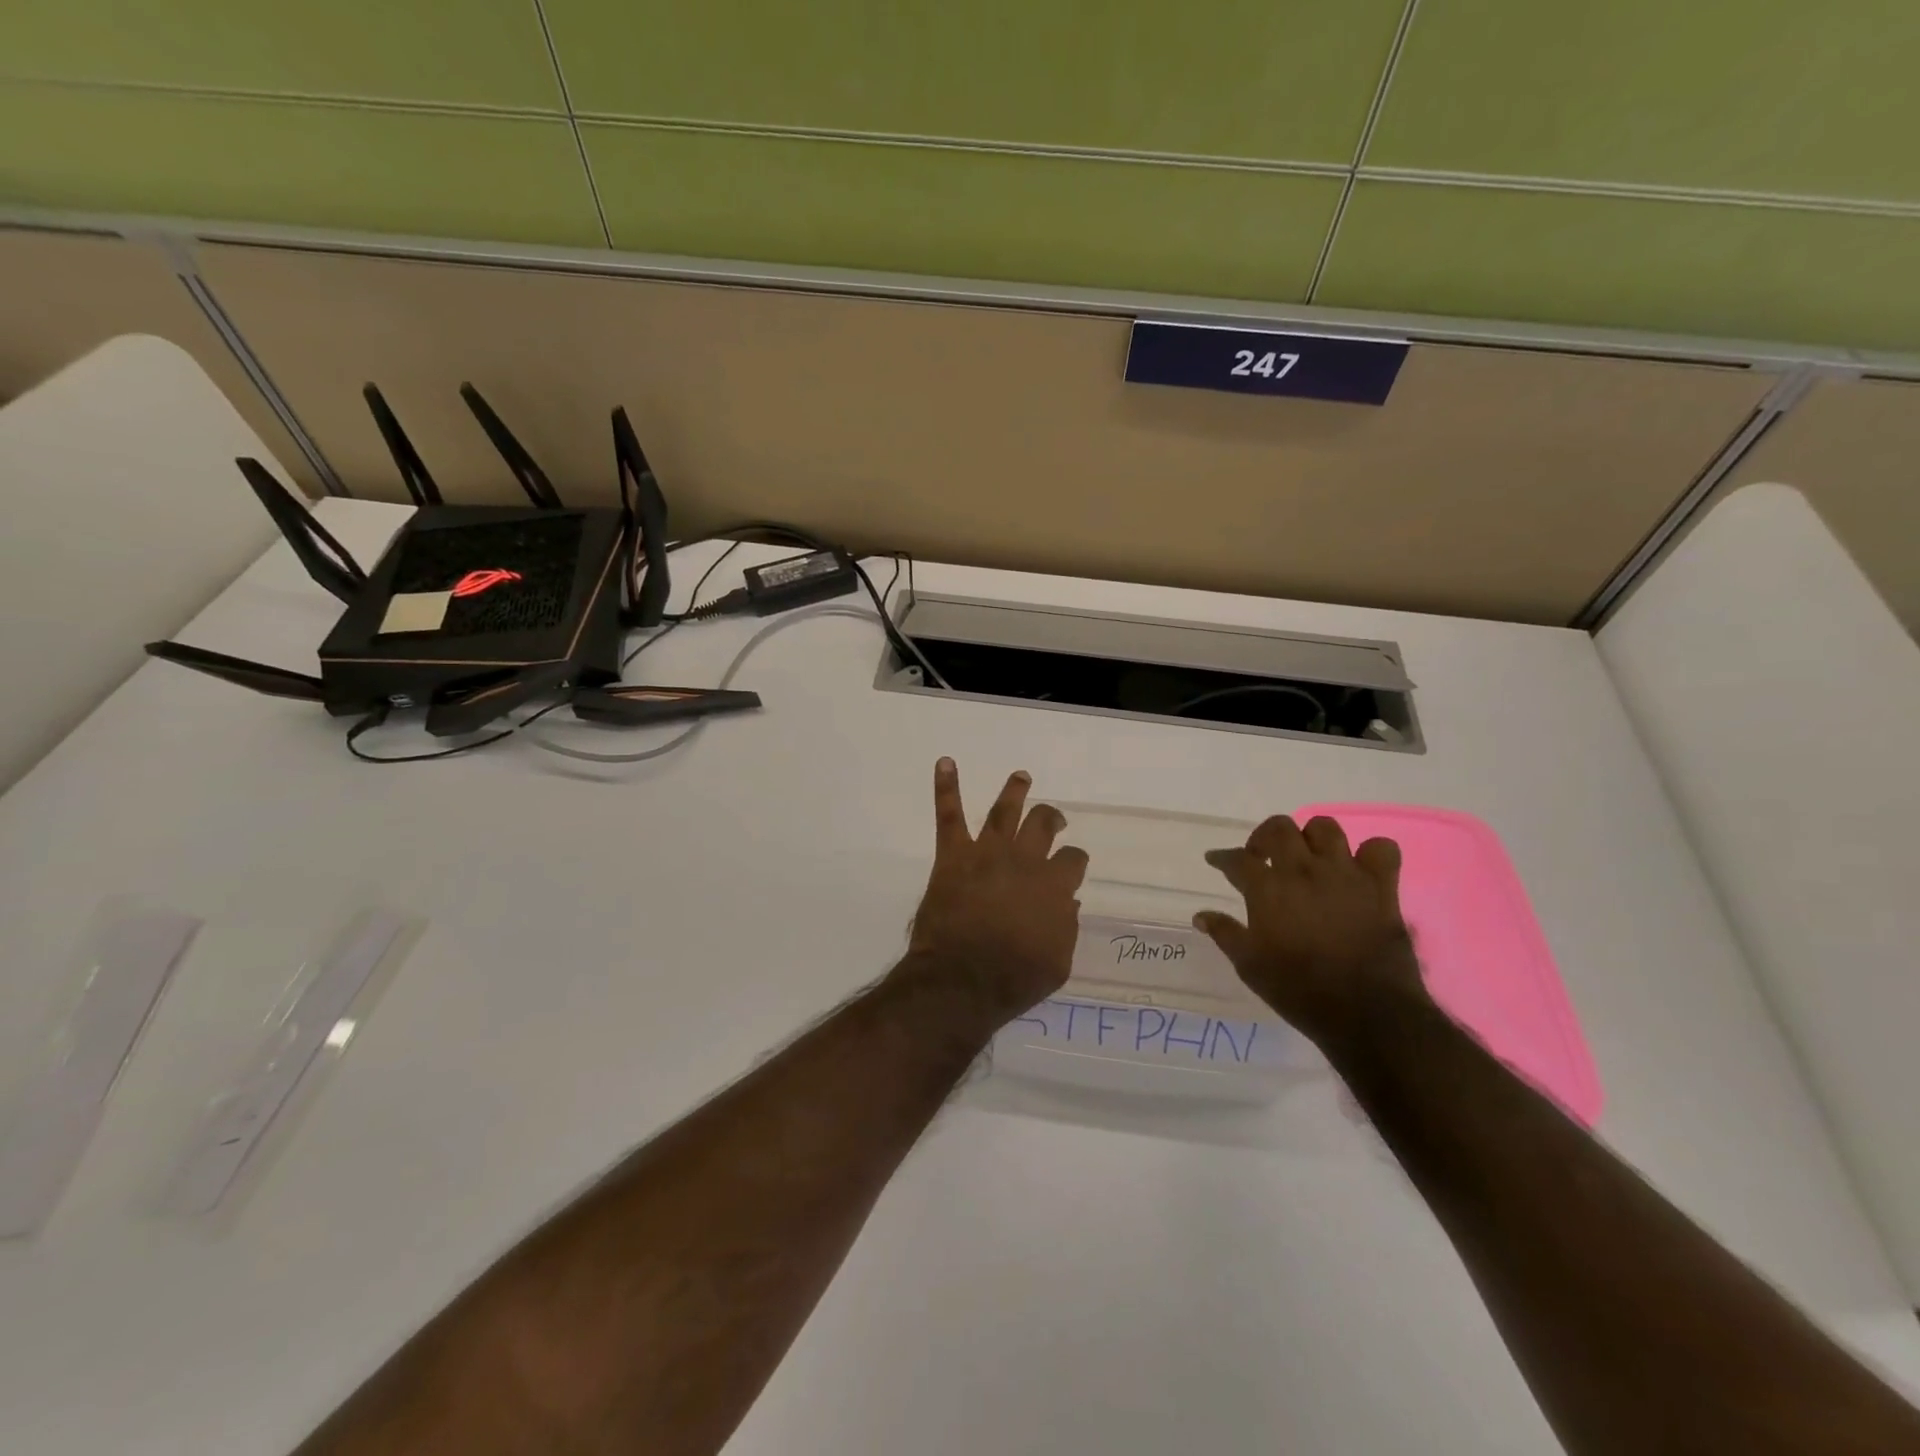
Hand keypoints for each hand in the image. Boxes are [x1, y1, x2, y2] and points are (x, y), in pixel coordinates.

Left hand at [893, 758, 1088, 1027]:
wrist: (962, 980)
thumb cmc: (1014, 978)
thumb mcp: (1058, 962)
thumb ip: (1066, 927)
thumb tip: (1068, 902)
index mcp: (1054, 886)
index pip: (1073, 859)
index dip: (1074, 861)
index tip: (1071, 866)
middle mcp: (1024, 860)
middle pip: (1042, 824)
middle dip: (1050, 818)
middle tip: (1051, 818)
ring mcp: (987, 853)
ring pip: (1004, 811)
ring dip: (1014, 791)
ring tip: (1021, 776)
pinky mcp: (953, 856)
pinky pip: (949, 815)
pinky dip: (946, 787)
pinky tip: (945, 763)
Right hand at [1194, 814, 1426, 1049]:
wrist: (1365, 1012)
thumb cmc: (1298, 989)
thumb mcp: (1249, 965)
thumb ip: (1225, 933)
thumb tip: (1201, 915)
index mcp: (1268, 888)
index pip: (1237, 859)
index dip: (1222, 857)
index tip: (1216, 860)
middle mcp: (1303, 870)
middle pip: (1279, 828)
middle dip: (1264, 837)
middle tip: (1261, 857)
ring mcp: (1345, 874)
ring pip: (1325, 828)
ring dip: (1310, 837)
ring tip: (1306, 857)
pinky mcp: (1381, 887)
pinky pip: (1381, 849)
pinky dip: (1369, 853)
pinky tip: (1358, 868)